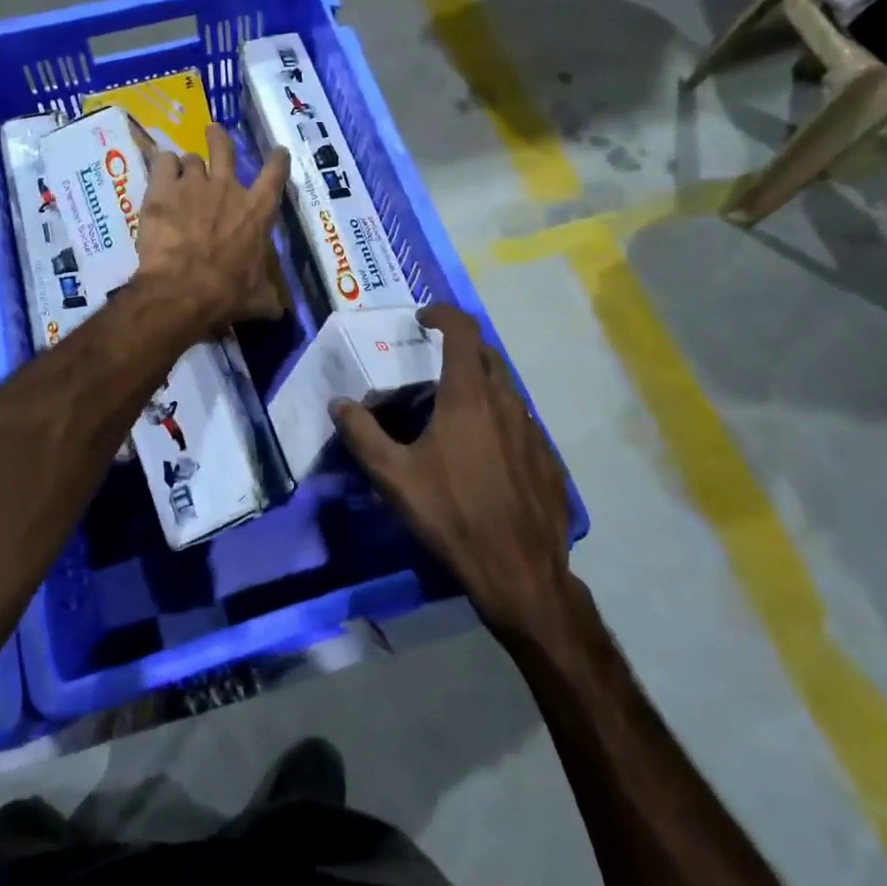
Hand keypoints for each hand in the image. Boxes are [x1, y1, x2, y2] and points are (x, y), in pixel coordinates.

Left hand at [133, 122, 288, 331]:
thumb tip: (280, 311)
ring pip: (190, 158)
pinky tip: (159, 175)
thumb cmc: (226, 294)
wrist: (182, 290)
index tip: (277, 151)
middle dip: (219, 138)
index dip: (277, 159)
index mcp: (257, 211)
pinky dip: (162, 166)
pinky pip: (162, 162)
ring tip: (178, 172)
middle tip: (213, 132)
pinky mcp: (161, 189)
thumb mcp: (257, 299)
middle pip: (224, 147)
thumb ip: (269, 298)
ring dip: (186, 165)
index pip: (275, 174)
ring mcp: (193, 184)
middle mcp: (228, 189)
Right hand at [334, 305, 577, 633]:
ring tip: (451, 412)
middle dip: (459, 347)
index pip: (462, 331)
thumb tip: (338, 404)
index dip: (443, 313)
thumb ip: (362, 435)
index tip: (423, 317)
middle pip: (486, 354)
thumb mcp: (394, 477)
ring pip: (505, 388)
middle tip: (431, 365)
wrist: (519, 572)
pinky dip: (498, 417)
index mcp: (468, 396)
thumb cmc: (451, 515)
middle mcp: (505, 402)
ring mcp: (532, 430)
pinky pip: (519, 420)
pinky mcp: (547, 458)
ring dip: (479, 384)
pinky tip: (482, 453)